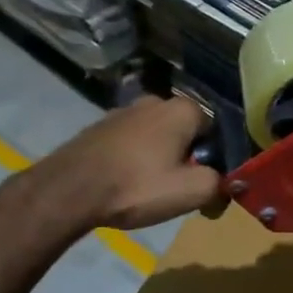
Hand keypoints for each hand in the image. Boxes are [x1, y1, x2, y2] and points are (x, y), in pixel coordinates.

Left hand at [31, 94, 222, 232]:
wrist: (66, 191)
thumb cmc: (137, 186)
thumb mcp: (192, 191)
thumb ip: (220, 184)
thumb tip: (225, 186)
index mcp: (182, 109)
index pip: (216, 131)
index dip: (216, 160)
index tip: (206, 184)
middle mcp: (154, 101)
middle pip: (185, 133)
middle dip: (187, 158)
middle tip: (179, 189)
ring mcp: (122, 112)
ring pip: (157, 138)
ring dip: (160, 159)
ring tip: (150, 190)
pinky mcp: (98, 128)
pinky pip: (131, 144)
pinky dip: (134, 160)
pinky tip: (126, 184)